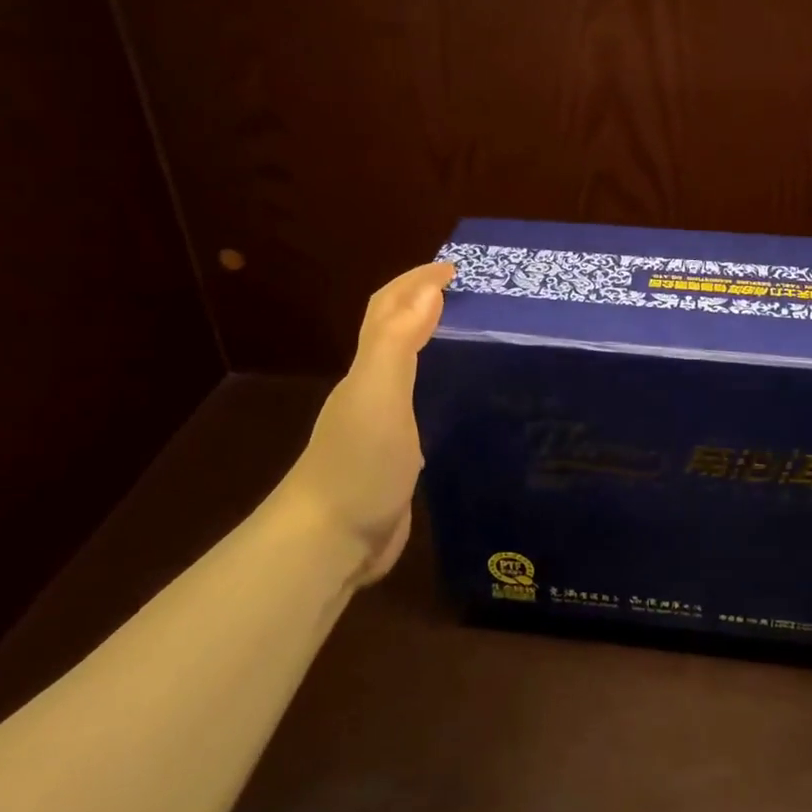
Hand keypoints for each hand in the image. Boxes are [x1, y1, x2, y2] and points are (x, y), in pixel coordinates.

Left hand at [275, 261, 454, 585]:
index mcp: (369, 369)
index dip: (417, 281)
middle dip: (428, 304)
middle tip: (477, 297)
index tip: (458, 268)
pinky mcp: (400, 456)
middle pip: (397, 332)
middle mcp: (374, 389)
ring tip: (480, 337)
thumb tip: (428, 290)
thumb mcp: (379, 396)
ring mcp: (385, 424)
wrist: (330, 542)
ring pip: (412, 369)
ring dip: (438, 343)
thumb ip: (398, 343)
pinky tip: (469, 399)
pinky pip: (424, 405)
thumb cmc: (357, 464)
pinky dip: (444, 387)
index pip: (389, 308)